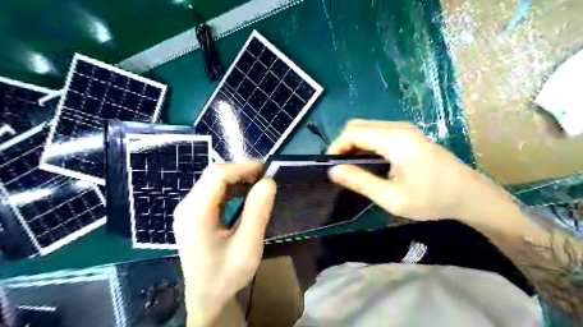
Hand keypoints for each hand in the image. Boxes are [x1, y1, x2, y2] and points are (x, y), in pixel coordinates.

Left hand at [173, 162, 275, 324]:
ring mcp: (188, 209)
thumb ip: (257, 213)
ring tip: (259, 184)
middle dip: (241, 172)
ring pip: (213, 181)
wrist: (207, 296)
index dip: (242, 167)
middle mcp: (186, 206)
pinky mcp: (193, 213)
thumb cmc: (227, 274)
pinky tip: (245, 195)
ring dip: (237, 179)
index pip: (217, 175)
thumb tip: (269, 181)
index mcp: (195, 213)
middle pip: (213, 176)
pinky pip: (212, 191)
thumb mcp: (248, 246)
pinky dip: (231, 188)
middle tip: (265, 178)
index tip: (266, 169)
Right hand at [327, 120, 511, 221]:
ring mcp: (405, 129)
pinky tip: (367, 161)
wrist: (470, 196)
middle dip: (343, 144)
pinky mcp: (408, 135)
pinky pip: (378, 132)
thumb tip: (334, 170)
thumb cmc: (432, 200)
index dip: (337, 146)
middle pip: (358, 126)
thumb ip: (360, 181)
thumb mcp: (392, 197)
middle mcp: (399, 128)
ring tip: (350, 166)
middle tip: (339, 167)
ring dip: (354, 144)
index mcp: (395, 140)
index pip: (353, 132)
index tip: (330, 165)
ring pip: (367, 128)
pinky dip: (366, 143)